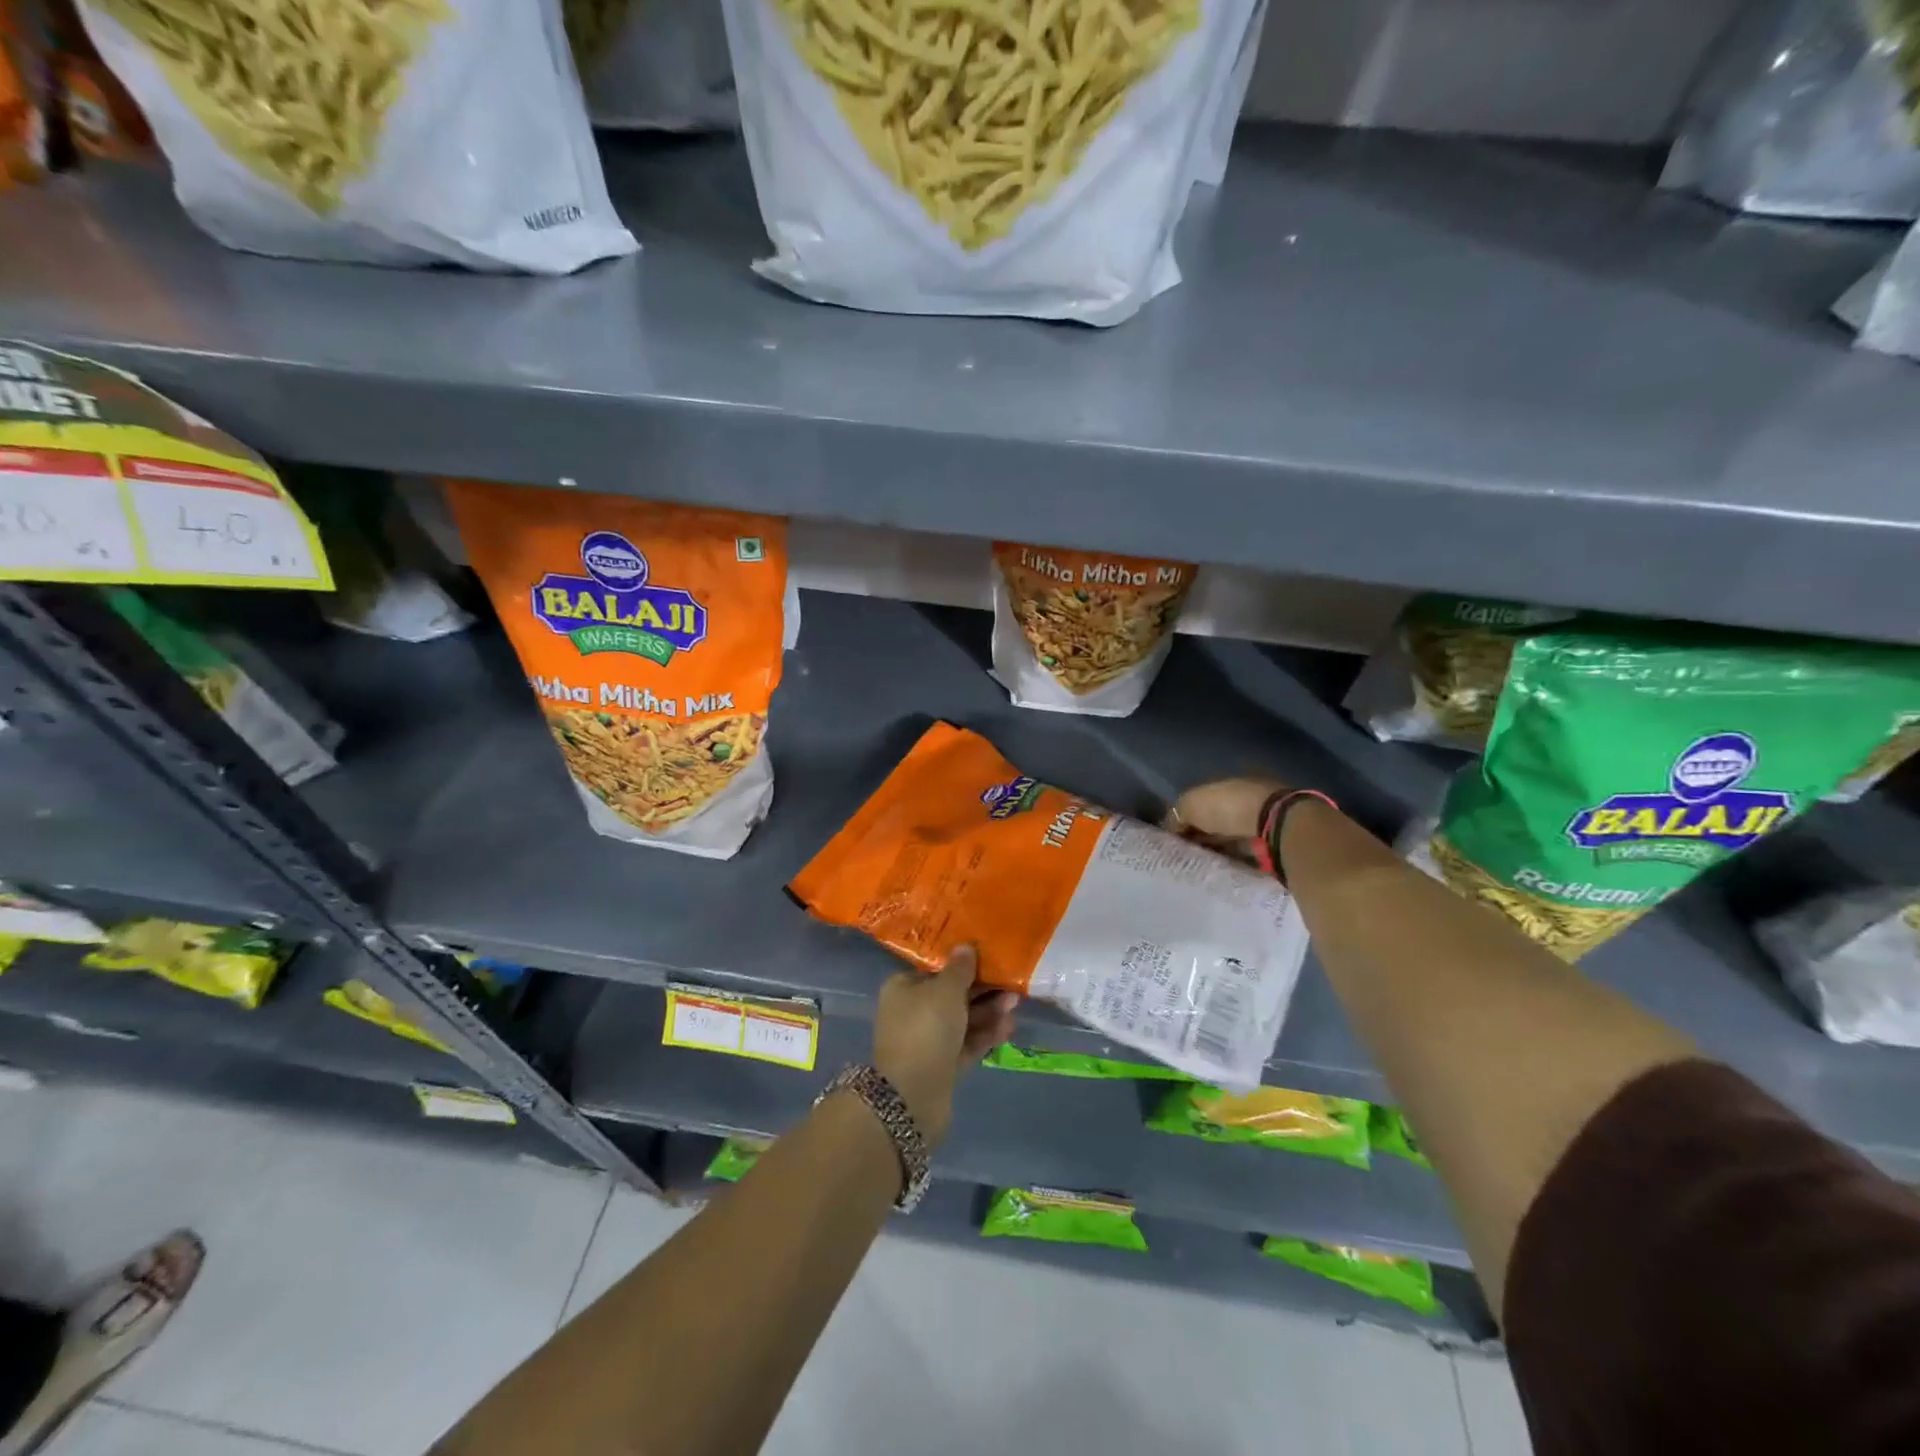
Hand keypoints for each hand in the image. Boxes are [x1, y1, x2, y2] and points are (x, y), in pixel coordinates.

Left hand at [872, 946, 1016, 1144]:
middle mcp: (913, 1011)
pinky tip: (1009, 1027)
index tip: (988, 957)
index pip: (935, 969)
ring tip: (1015, 1003)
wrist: (913, 1096)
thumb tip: (964, 947)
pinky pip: (967, 1043)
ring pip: (963, 1020)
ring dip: (988, 1011)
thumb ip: (959, 969)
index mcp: (904, 988)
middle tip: (1011, 983)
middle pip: (952, 995)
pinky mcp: (942, 1065)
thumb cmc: (926, 1029)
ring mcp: (927, 1041)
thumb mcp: (945, 990)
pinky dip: (986, 1034)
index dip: (962, 963)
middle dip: (982, 989)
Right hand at [1164, 777, 1288, 861]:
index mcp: (1225, 783)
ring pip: (1227, 838)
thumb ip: (1176, 815)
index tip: (1172, 836)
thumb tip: (1168, 829)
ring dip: (1214, 849)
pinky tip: (1214, 869)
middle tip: (1181, 854)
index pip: (1199, 800)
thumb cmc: (1226, 807)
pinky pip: (1240, 854)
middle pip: (1213, 820)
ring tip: (1195, 865)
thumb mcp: (1190, 804)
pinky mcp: (1267, 845)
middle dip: (1199, 834)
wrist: (1271, 826)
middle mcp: (1241, 799)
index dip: (1184, 817)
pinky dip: (1229, 860)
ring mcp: (1256, 823)